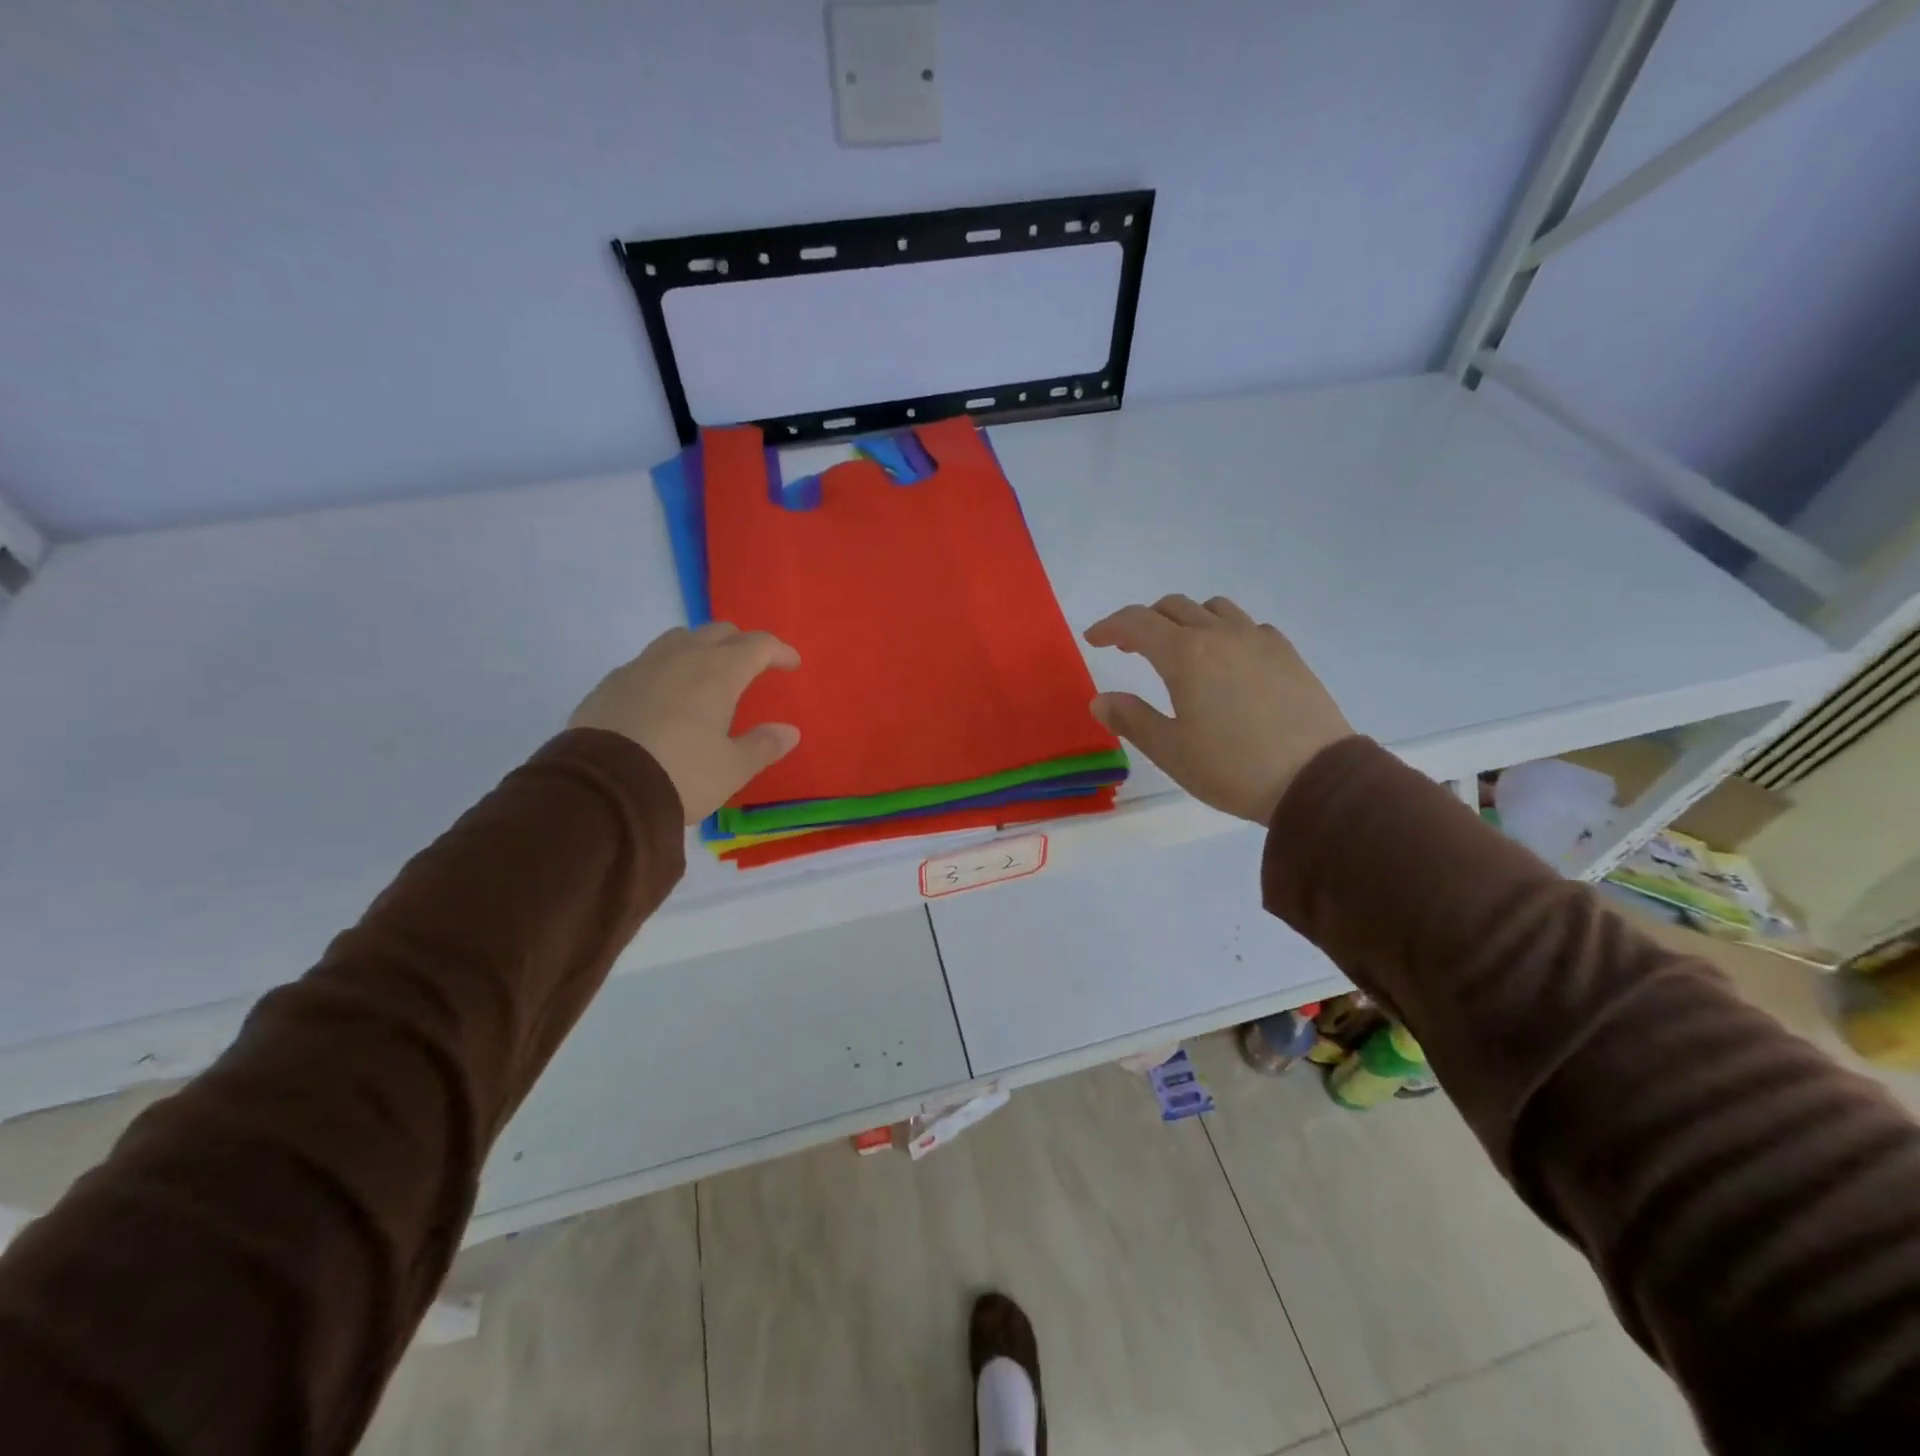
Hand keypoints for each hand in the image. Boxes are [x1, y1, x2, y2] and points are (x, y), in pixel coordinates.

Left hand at [569, 623, 801, 824]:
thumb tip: (789, 731)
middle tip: (752, 667)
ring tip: (707, 674)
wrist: (601, 791)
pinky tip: (665, 695)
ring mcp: (641, 666)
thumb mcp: (732, 769)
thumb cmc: (680, 775)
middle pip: (718, 632)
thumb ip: (763, 746)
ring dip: (701, 648)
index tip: (791, 664)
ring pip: (679, 639)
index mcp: (718, 673)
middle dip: (741, 644)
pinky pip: (647, 661)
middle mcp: (681, 658)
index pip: (757, 645)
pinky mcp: (610, 683)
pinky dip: (667, 668)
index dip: (779, 651)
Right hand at [1084, 595, 1351, 824]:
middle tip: (1128, 647)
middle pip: (1172, 607)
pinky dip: (1224, 630)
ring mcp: (1258, 640)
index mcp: (1185, 654)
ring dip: (1185, 619)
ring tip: (1178, 648)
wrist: (1316, 779)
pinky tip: (1226, 660)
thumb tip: (1100, 699)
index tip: (1093, 638)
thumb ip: (1131, 719)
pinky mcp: (1287, 653)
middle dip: (1143, 622)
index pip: (1137, 622)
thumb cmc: (1232, 767)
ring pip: (1212, 608)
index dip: (1109, 626)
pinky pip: (1246, 625)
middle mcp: (1220, 634)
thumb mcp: (1171, 750)